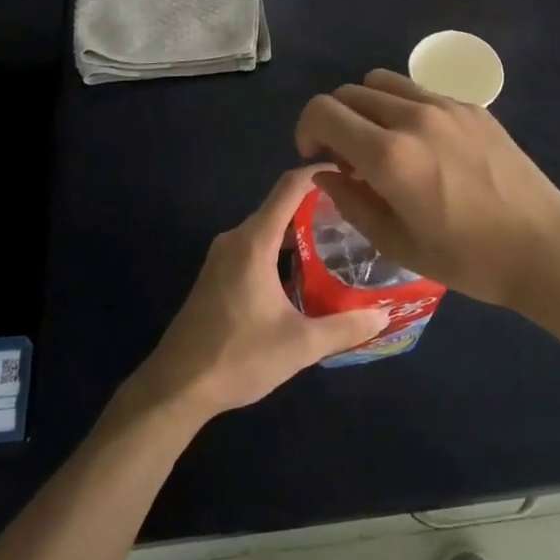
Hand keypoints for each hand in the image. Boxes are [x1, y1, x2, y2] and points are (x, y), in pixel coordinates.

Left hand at [124, 167, 389, 423]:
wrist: (175, 387)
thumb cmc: (237, 358)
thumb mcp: (299, 346)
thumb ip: (345, 327)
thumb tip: (384, 314)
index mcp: (253, 242)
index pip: (290, 187)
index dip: (320, 173)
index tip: (353, 172)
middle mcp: (236, 239)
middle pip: (280, 205)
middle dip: (319, 205)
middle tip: (358, 216)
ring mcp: (223, 257)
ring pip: (268, 228)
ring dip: (300, 230)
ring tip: (341, 242)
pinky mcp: (218, 275)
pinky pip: (256, 246)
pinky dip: (282, 248)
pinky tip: (306, 272)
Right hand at [294, 69, 559, 308]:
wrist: (544, 247)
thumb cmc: (469, 258)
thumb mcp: (398, 244)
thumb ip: (351, 203)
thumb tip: (326, 174)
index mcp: (389, 155)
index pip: (323, 112)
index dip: (306, 130)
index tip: (316, 157)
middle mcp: (412, 117)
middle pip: (349, 92)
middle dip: (334, 120)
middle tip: (347, 157)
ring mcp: (446, 106)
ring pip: (383, 82)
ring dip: (367, 107)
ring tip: (381, 143)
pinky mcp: (472, 107)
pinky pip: (420, 91)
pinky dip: (402, 106)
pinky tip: (422, 143)